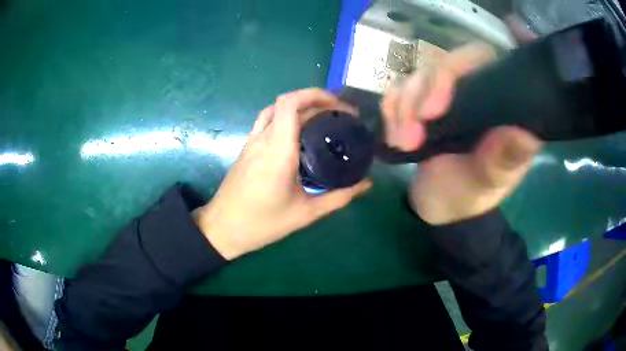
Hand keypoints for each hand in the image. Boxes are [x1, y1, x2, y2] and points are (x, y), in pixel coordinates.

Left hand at [193, 89, 371, 259]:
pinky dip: (285, 117)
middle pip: (286, 103)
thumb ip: (339, 198)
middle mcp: (263, 139)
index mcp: (278, 150)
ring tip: (321, 119)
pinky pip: (266, 122)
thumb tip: (366, 185)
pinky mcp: (246, 149)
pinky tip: (298, 135)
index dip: (316, 95)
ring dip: (298, 107)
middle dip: (316, 101)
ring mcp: (251, 142)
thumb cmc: (263, 223)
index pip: (291, 103)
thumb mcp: (305, 213)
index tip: (339, 106)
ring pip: (274, 110)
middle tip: (340, 116)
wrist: (223, 229)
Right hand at [381, 43, 541, 224]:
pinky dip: (390, 111)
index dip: (456, 69)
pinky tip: (394, 137)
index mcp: (498, 105)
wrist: (438, 207)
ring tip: (402, 144)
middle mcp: (473, 90)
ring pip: (417, 76)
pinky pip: (398, 90)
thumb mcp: (486, 184)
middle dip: (421, 95)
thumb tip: (525, 134)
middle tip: (410, 136)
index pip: (481, 59)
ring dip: (403, 108)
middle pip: (444, 63)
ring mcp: (445, 94)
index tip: (435, 110)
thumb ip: (502, 161)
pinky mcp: (421, 102)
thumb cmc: (468, 197)